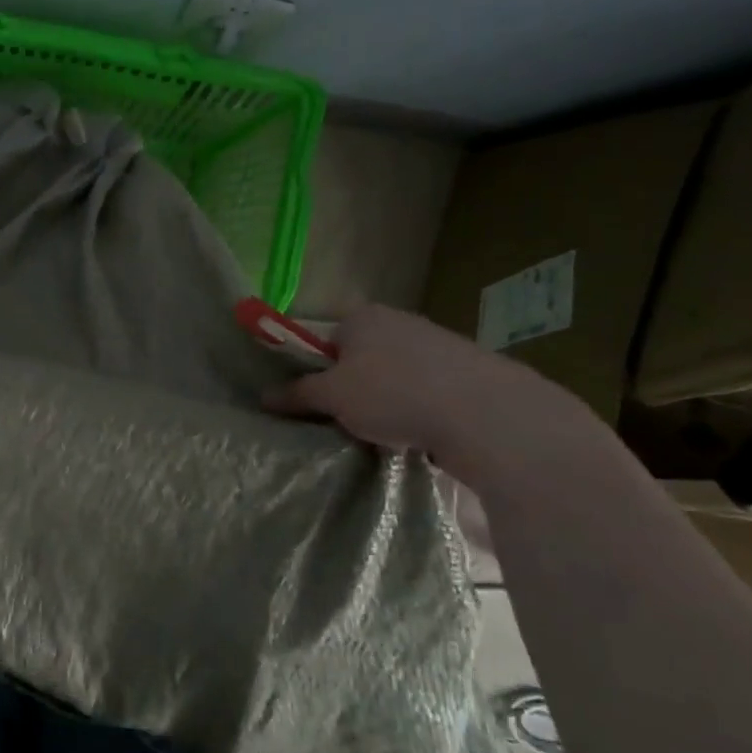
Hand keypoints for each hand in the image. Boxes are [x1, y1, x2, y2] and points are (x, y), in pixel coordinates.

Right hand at [261, 305, 594, 482]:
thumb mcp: (332, 397)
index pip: (324, 338)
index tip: (315, 400)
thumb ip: (297, 394)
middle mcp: (400, 321)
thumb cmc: (393, 394)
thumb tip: (264, 396)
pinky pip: (428, 392)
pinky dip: (419, 411)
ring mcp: (439, 345)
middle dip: (352, 387)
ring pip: (395, 376)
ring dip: (386, 401)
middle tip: (344, 420)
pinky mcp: (470, 372)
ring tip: (383, 433)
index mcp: (362, 316)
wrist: (487, 415)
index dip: (315, 369)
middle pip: (360, 357)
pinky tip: (419, 436)